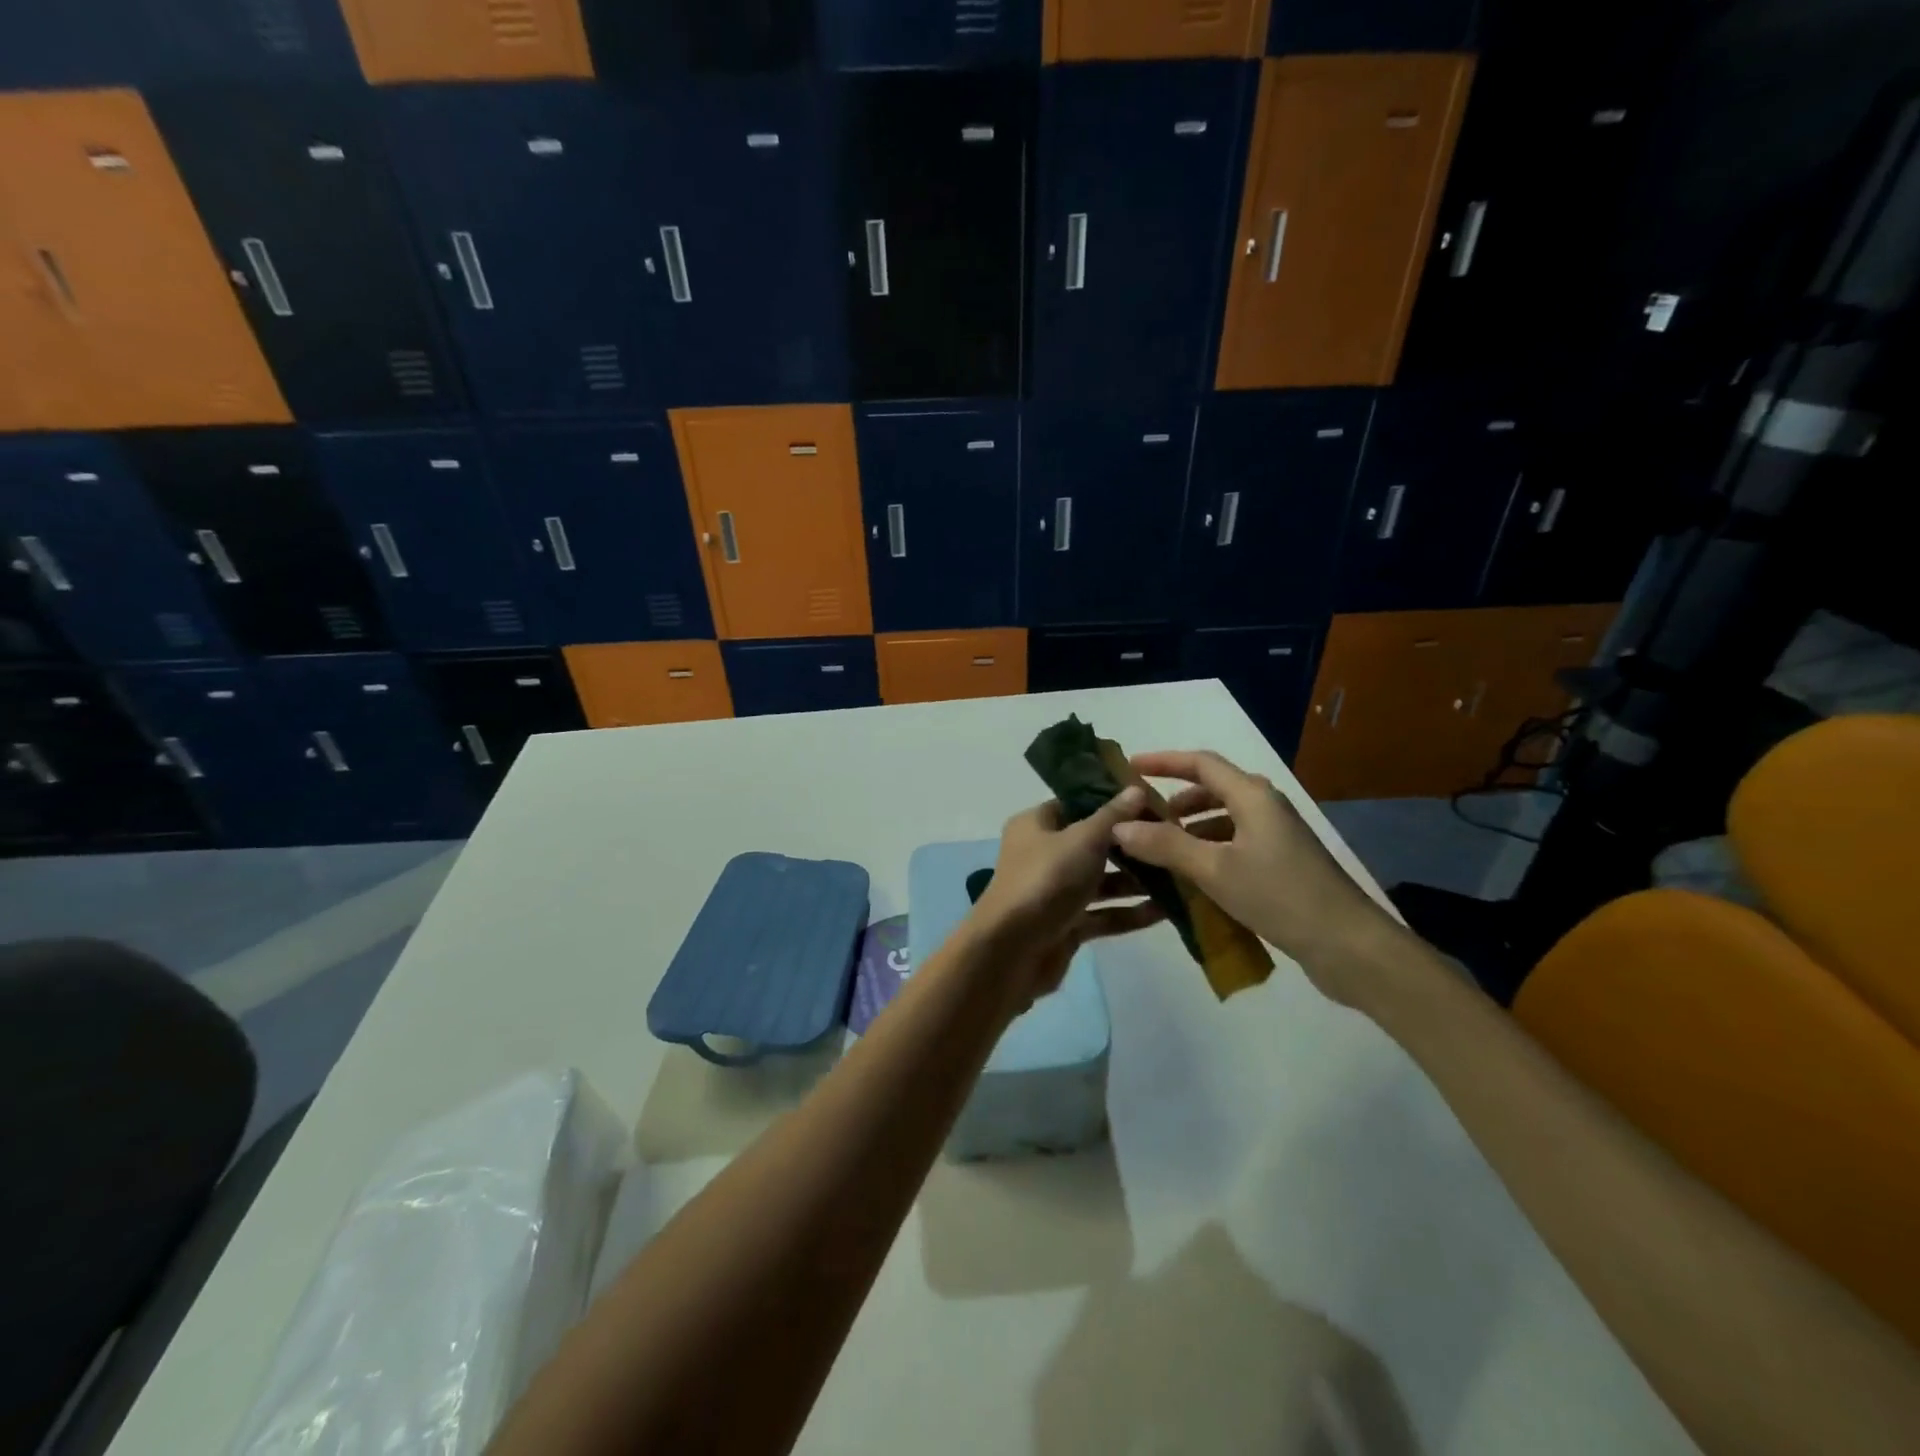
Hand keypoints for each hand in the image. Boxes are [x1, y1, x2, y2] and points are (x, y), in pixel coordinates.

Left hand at [971, 788, 1164, 1006]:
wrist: (1010, 952)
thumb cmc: (1045, 880)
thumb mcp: (1083, 840)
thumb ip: (1112, 816)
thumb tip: (1136, 789)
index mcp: (1036, 825)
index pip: (1078, 804)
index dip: (1113, 802)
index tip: (1154, 804)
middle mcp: (1042, 854)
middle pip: (1093, 844)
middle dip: (1132, 846)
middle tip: (1174, 841)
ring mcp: (1054, 892)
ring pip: (1101, 882)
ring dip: (1136, 882)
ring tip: (1180, 877)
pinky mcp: (1065, 926)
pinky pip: (1102, 914)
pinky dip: (1129, 913)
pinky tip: (1166, 912)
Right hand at [1111, 751, 1408, 1005]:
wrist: (1349, 944)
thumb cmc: (1279, 896)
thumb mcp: (1214, 870)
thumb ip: (1165, 845)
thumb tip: (1120, 827)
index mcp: (1252, 796)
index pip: (1201, 763)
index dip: (1163, 761)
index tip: (1129, 767)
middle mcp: (1265, 807)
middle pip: (1213, 788)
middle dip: (1174, 798)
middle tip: (1140, 816)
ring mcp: (1277, 835)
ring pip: (1224, 817)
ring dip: (1190, 826)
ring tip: (1158, 847)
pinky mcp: (1282, 862)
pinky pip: (1234, 842)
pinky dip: (1208, 848)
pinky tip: (1191, 874)